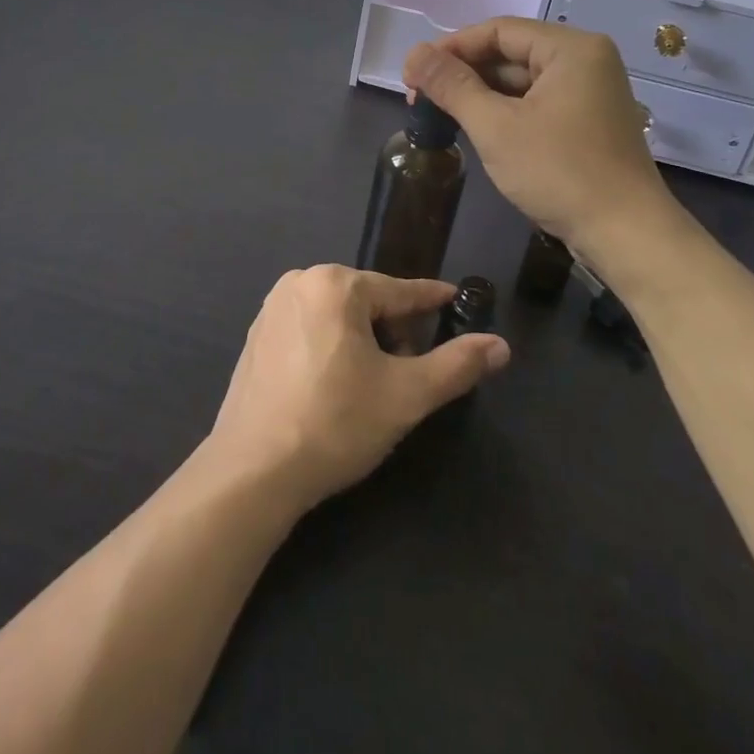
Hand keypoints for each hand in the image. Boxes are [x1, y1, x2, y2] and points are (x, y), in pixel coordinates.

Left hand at [209, 265, 510, 509]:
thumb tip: (501, 345)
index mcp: (336, 284)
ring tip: (370, 386)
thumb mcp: (406, 395)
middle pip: (367, 301)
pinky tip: (333, 386)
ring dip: (363, 340)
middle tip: (406, 374)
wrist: (253, 470)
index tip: (455, 299)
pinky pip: (309, 328)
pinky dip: (331, 346)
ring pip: (338, 315)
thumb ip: (456, 365)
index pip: (399, 290)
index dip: (431, 299)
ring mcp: (272, 307)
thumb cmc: (335, 423)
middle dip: (394, 331)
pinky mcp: (256, 335)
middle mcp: (300, 282)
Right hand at [404, 18, 674, 253]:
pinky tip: (475, 128)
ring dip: (480, 94)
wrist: (626, 235)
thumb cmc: (560, 173)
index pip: (498, 30)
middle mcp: (585, 61)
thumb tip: (413, 53)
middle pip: (510, 52)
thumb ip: (452, 86)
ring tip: (440, 115)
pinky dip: (504, 112)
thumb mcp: (496, 127)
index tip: (413, 74)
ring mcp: (589, 92)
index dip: (451, 47)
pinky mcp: (587, 121)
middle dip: (463, 73)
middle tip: (420, 98)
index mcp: (570, 49)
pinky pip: (536, 103)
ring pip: (521, 81)